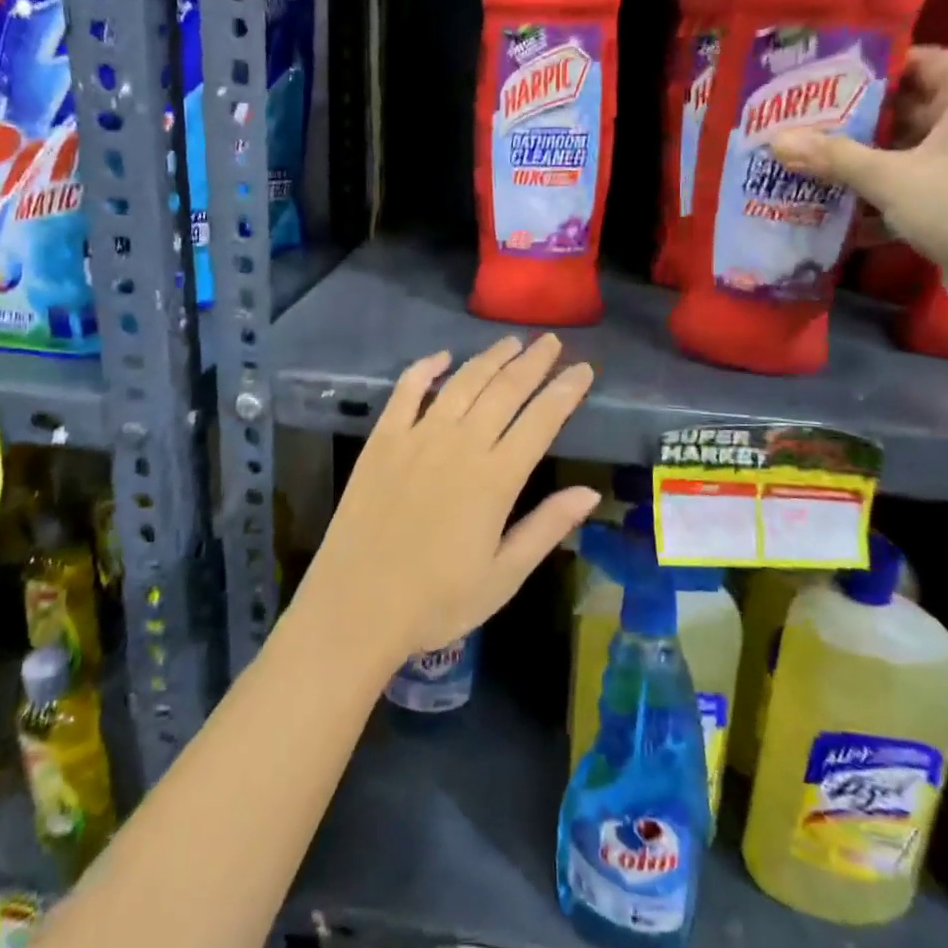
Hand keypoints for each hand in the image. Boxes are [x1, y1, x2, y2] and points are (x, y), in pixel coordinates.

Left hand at [292, 336, 598, 671]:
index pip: (541, 421)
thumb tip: (590, 493)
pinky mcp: (382, 439)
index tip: (583, 369)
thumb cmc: (437, 601)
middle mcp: (460, 445)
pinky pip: (407, 391)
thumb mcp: (503, 576)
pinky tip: (441, 356)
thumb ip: (546, 528)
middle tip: (550, 341)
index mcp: (495, 479)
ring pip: (462, 383)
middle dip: (533, 362)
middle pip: (504, 391)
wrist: (357, 606)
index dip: (565, 391)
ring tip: (510, 341)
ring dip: (489, 358)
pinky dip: (425, 368)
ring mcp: (418, 437)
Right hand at [771, 46, 947, 317]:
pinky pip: (912, 181)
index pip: (913, 62)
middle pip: (904, 107)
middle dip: (850, 122)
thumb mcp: (891, 178)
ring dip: (858, 161)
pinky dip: (878, 192)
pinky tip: (831, 205)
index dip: (862, 72)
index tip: (813, 84)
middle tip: (797, 126)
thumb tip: (774, 140)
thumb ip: (832, 156)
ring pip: (904, 149)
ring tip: (802, 162)